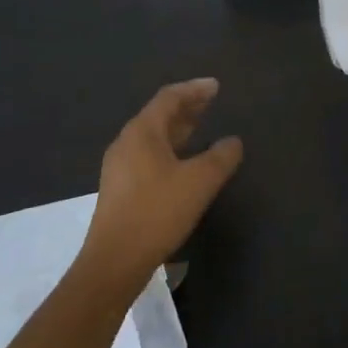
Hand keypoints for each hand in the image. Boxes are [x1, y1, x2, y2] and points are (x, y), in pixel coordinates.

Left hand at [79, 79, 243, 292]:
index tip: (216, 86)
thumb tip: (233, 142)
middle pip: (159, 114)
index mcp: (142, 132)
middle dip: (186, 106)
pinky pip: (149, 154)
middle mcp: (126, 143)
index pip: (169, 98)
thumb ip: (220, 157)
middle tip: (211, 102)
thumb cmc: (157, 212)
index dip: (194, 90)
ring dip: (178, 128)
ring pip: (153, 136)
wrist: (114, 261)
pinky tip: (183, 162)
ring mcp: (120, 166)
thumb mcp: (199, 182)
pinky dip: (170, 148)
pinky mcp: (120, 188)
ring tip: (201, 126)